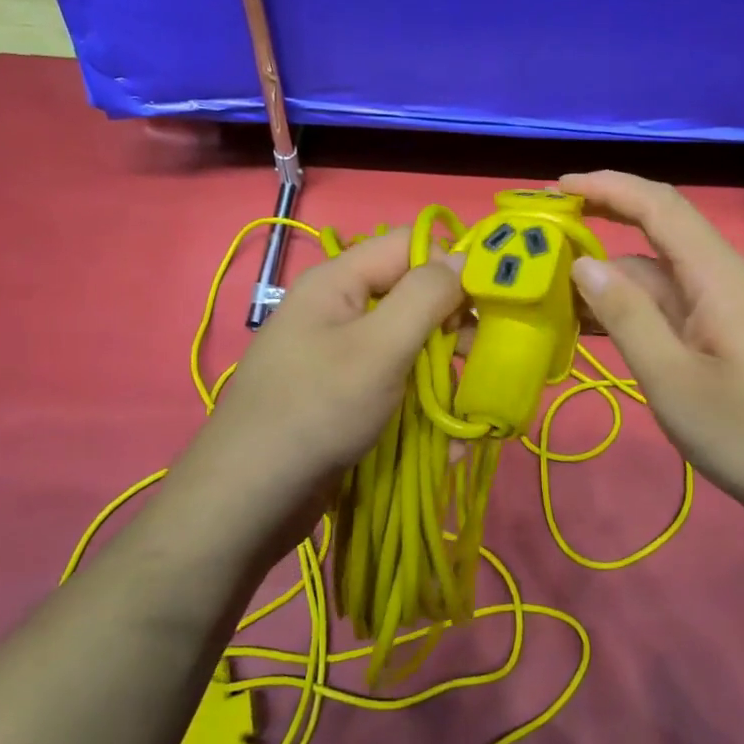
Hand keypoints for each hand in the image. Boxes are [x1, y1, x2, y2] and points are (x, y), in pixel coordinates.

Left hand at [167, 229, 464, 559]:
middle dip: (455, 323)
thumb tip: (465, 256)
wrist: (249, 499)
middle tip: (484, 356)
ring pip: (410, 343)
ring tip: (473, 404)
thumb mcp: (380, 346)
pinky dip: (424, 403)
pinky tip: (448, 438)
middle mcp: (341, 309)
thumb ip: (426, 296)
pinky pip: (396, 383)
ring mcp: (342, 355)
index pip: (411, 245)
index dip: (455, 262)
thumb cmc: (317, 410)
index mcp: (341, 281)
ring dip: (445, 370)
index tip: (495, 299)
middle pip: (414, 295)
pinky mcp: (346, 395)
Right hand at [560, 171, 743, 548]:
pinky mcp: (727, 335)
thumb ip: (626, 317)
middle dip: (604, 222)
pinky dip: (633, 307)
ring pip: (662, 275)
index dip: (609, 187)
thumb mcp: (672, 380)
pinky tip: (597, 325)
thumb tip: (582, 263)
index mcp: (719, 277)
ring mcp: (728, 308)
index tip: (557, 186)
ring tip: (555, 289)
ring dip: (612, 276)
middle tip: (547, 231)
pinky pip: (673, 305)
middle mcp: (726, 279)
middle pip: (660, 232)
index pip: (660, 207)